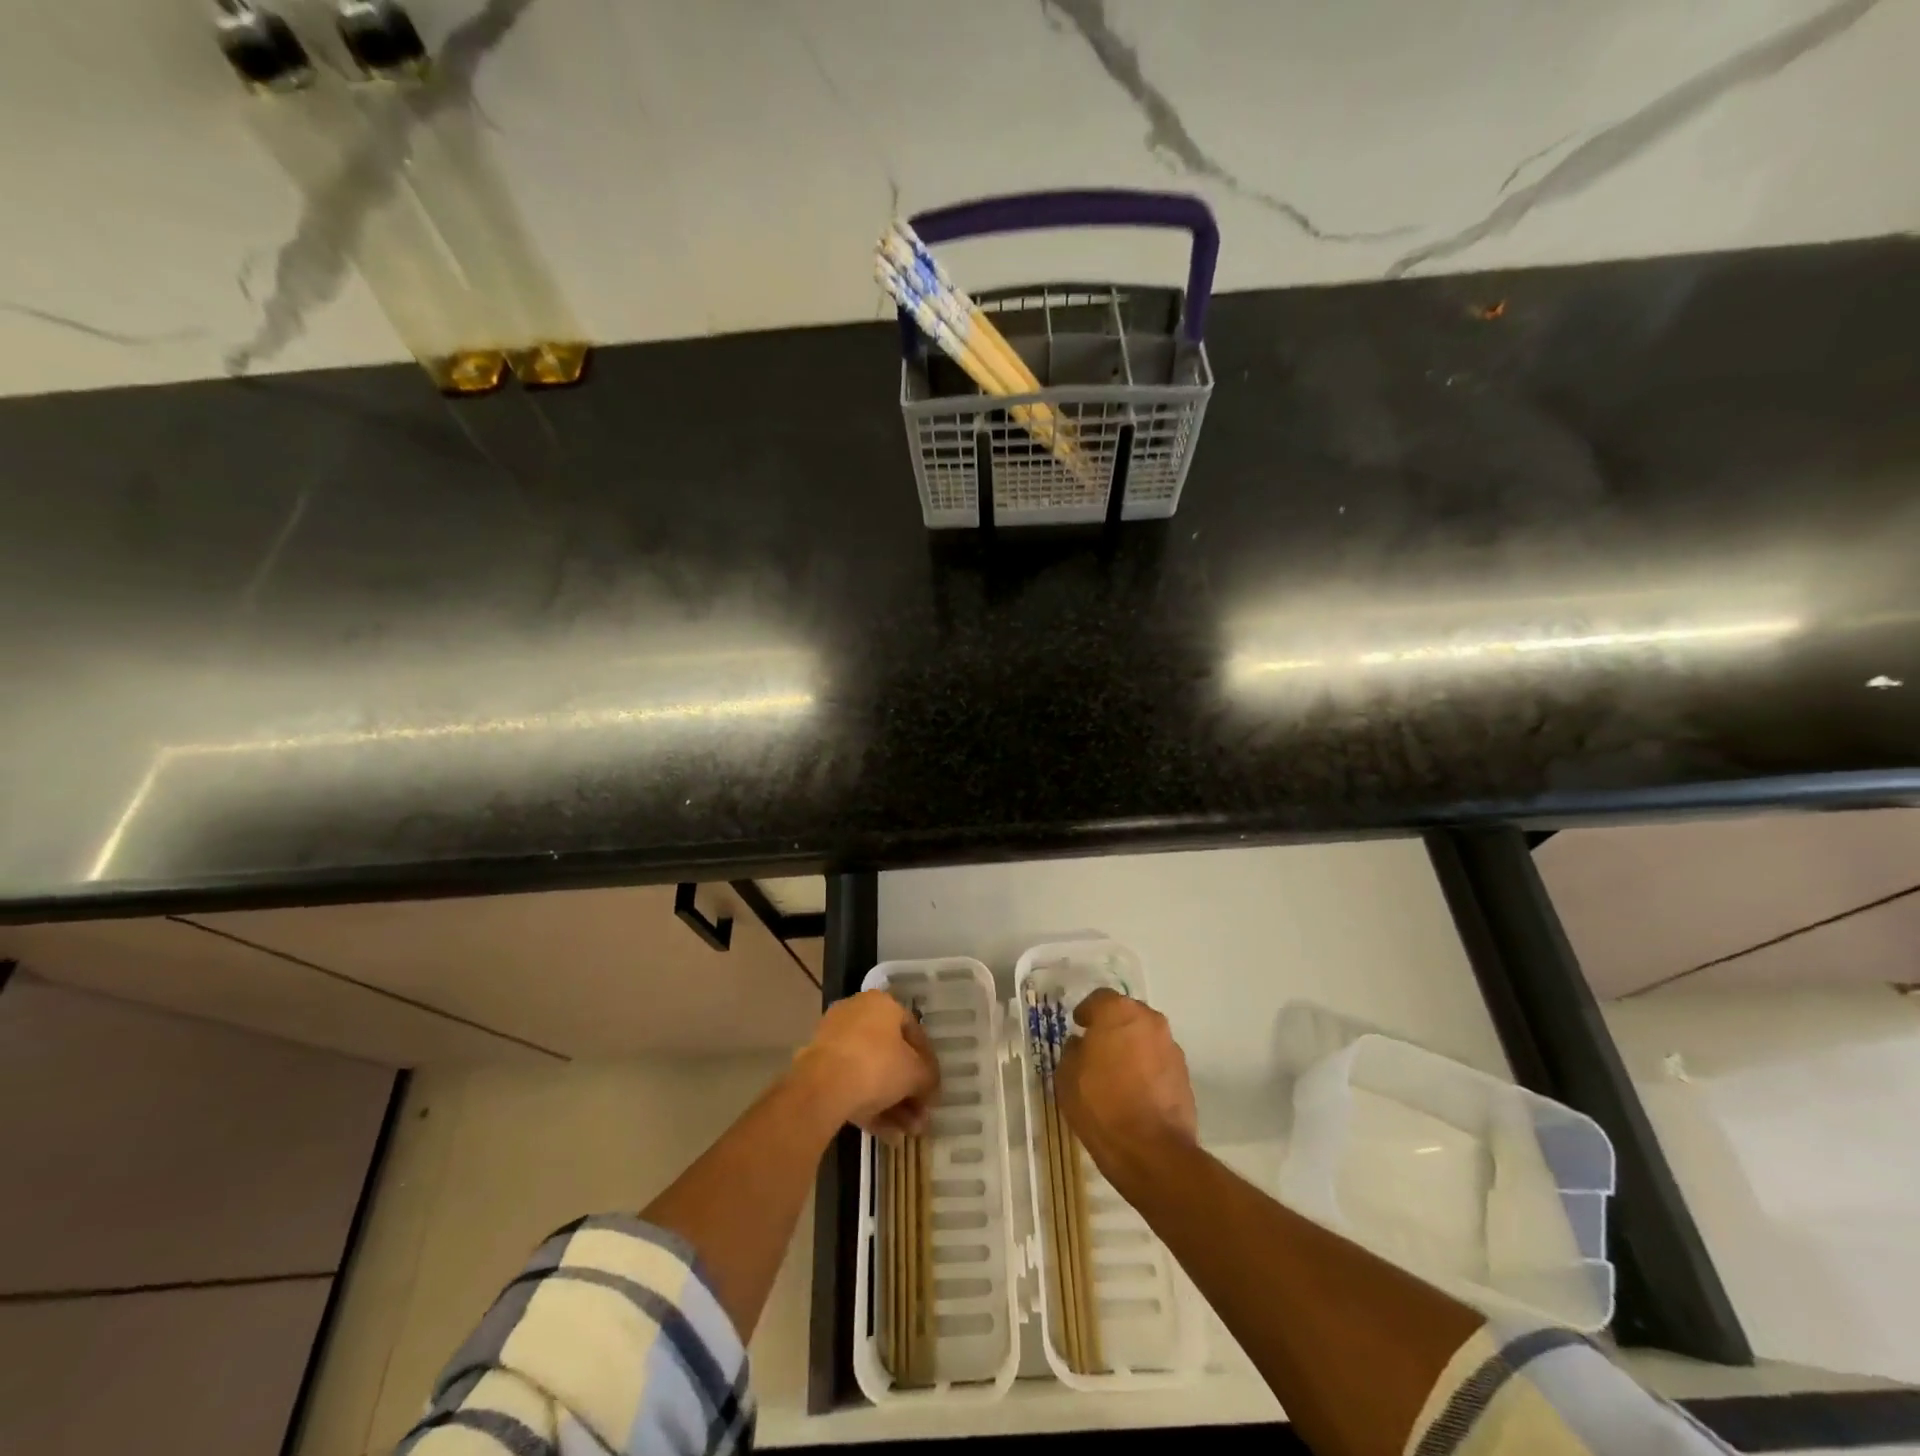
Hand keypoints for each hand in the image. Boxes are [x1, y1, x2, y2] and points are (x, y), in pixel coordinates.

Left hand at [791, 990, 939, 1136]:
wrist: (822, 1087)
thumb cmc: (877, 1065)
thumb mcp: (915, 1073)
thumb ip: (928, 1078)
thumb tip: (930, 1088)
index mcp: (882, 1003)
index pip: (913, 1030)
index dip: (928, 1062)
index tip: (934, 1088)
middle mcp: (857, 1014)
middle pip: (890, 1055)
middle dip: (908, 1090)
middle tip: (920, 1117)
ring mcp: (834, 1041)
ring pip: (870, 1073)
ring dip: (893, 1103)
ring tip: (907, 1133)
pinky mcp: (818, 1067)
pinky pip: (851, 1084)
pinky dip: (870, 1106)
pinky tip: (887, 1134)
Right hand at [1056, 989, 1197, 1186]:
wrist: (1152, 1151)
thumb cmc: (1101, 1105)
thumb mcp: (1066, 1076)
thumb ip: (1072, 1051)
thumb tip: (1081, 1044)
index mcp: (1118, 1012)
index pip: (1099, 998)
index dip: (1086, 1012)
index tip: (1078, 1027)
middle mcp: (1149, 1020)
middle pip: (1126, 1014)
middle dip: (1112, 1027)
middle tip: (1096, 1047)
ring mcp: (1171, 1047)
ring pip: (1145, 1037)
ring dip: (1132, 1047)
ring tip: (1117, 1073)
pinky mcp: (1185, 1074)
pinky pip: (1158, 1061)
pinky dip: (1147, 1068)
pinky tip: (1135, 1090)